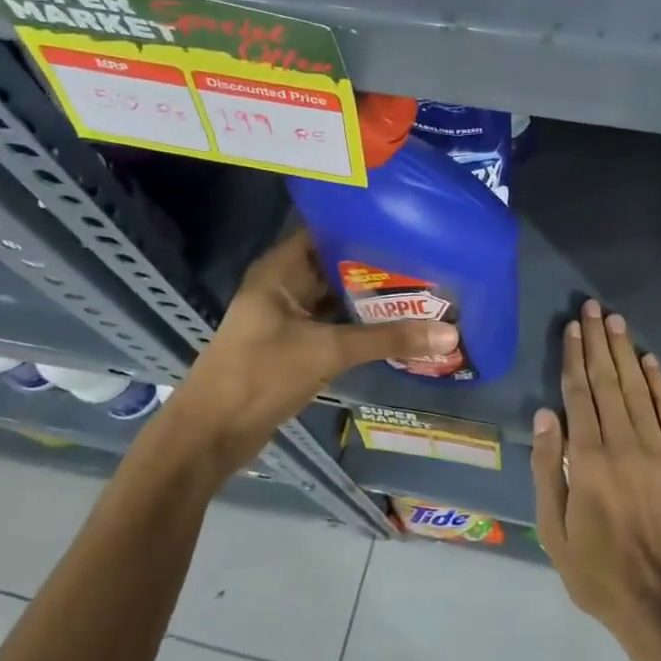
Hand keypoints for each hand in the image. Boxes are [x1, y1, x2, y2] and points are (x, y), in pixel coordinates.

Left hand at [158, 230, 457, 481]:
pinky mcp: (294, 345)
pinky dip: (362, 326)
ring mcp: (288, 317)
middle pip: (337, 266)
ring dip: (373, 299)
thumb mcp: (328, 352)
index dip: (364, 226)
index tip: (409, 226)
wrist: (211, 435)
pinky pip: (335, 325)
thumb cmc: (261, 375)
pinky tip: (399, 326)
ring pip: (338, 298)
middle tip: (429, 260)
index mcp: (280, 269)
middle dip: (379, 266)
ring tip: (424, 289)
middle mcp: (284, 285)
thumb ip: (388, 340)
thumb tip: (450, 334)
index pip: (327, 231)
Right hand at [531, 300, 660, 650]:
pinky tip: (648, 359)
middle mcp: (623, 443)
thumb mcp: (554, 529)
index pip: (579, 394)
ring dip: (624, 352)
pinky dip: (659, 382)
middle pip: (607, 381)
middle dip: (598, 342)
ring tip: (614, 320)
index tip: (572, 328)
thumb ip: (549, 468)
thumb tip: (545, 415)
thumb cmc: (597, 571)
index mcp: (588, 459)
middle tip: (591, 308)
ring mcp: (659, 449)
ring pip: (637, 388)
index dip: (574, 357)